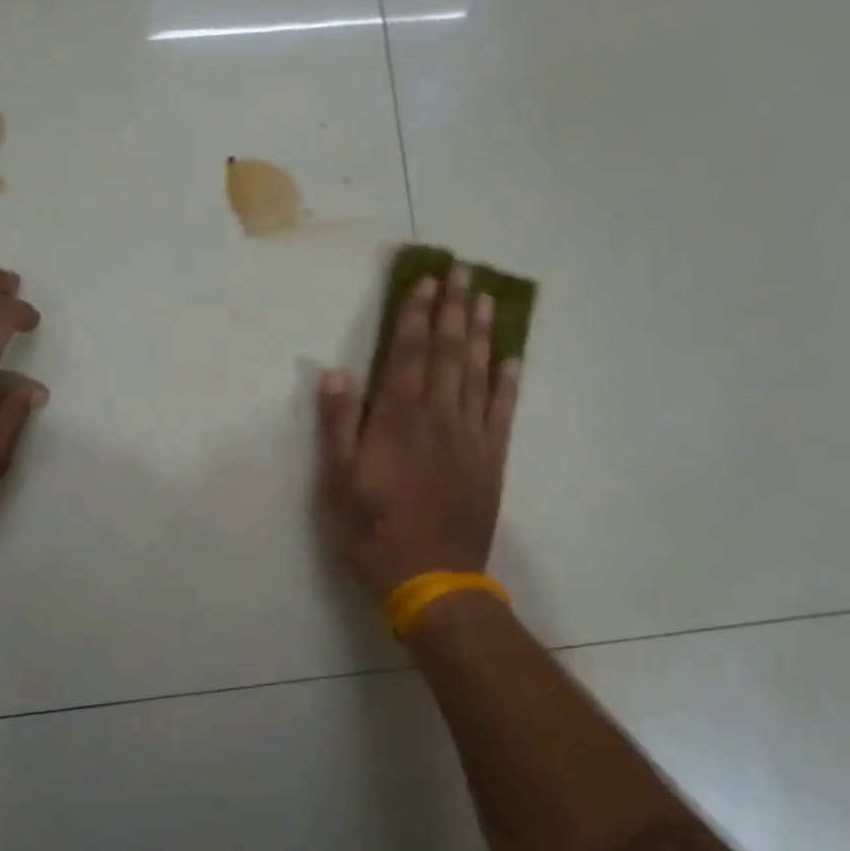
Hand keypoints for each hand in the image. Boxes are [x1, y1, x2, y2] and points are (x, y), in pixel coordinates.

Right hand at [316, 263, 520, 600]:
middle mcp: (438, 418)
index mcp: (398, 421)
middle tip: (463, 270)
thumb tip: (337, 372)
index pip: (408, 354)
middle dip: (453, 309)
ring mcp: (471, 438)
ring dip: (480, 332)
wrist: (433, 580)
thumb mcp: (338, 483)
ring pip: (477, 373)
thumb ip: (338, 426)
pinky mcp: (492, 460)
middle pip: (447, 353)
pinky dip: (508, 383)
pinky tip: (512, 358)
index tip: (426, 281)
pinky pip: (503, 412)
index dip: (416, 315)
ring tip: (485, 297)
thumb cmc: (374, 532)